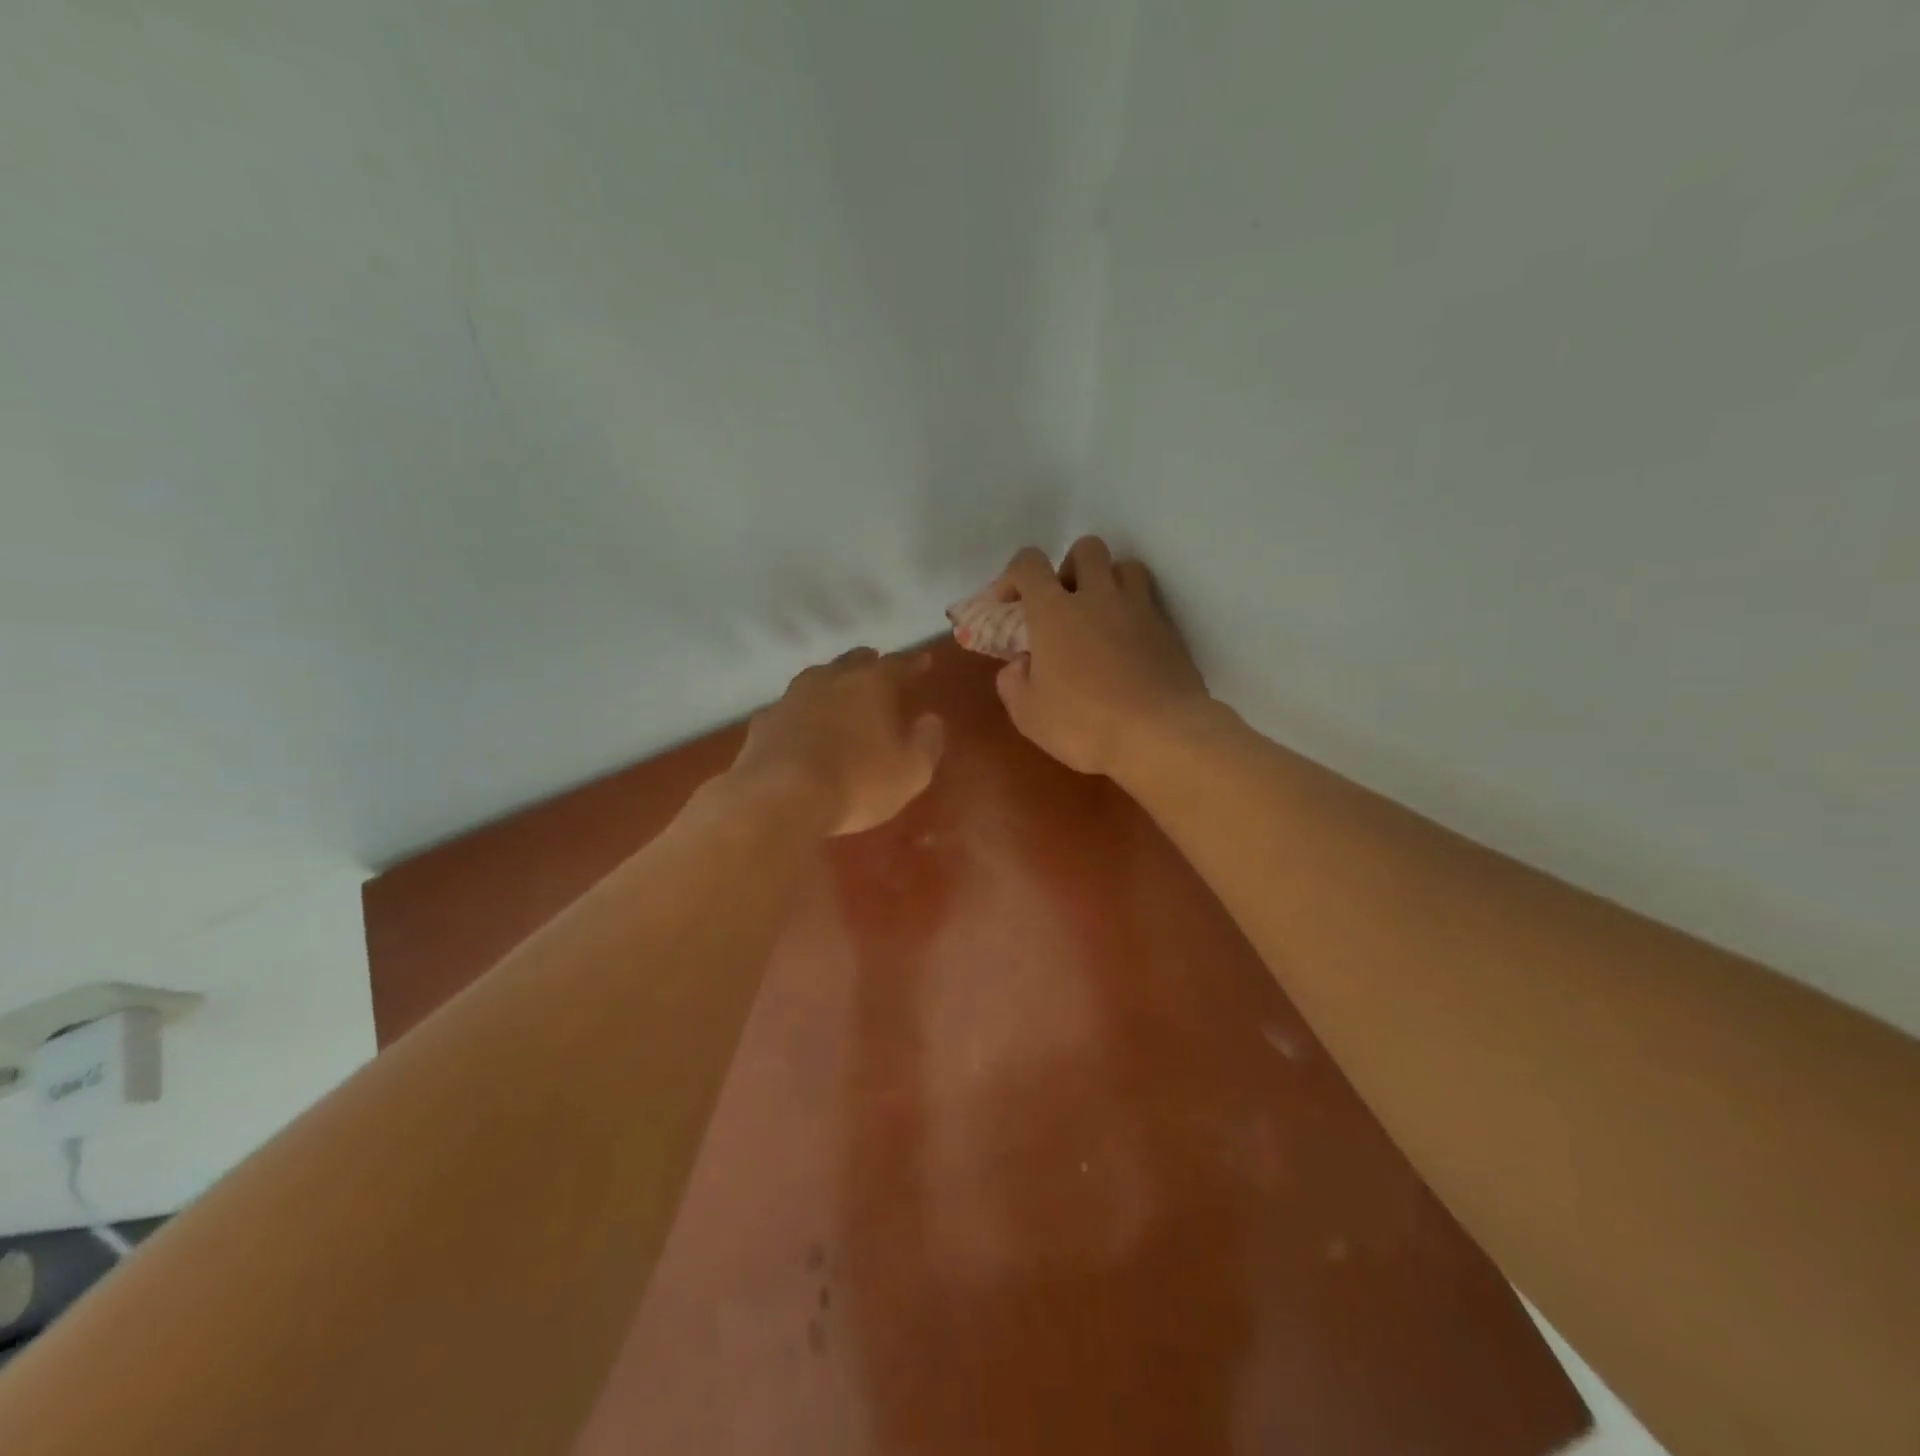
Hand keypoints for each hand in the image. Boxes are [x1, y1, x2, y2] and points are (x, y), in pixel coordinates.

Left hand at [729, 648, 945, 836]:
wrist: (780, 799)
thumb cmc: (857, 783)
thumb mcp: (911, 772)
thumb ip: (927, 742)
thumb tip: (930, 720)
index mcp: (871, 685)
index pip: (897, 664)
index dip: (913, 663)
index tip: (924, 661)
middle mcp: (830, 680)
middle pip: (853, 661)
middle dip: (868, 663)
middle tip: (878, 666)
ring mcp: (791, 698)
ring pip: (816, 678)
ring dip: (831, 682)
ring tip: (838, 691)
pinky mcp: (764, 722)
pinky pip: (788, 709)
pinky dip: (800, 712)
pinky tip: (800, 725)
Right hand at [991, 537, 1209, 777]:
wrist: (1160, 735)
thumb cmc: (1084, 723)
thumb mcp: (1028, 714)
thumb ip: (1013, 682)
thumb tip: (1020, 663)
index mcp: (1054, 611)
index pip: (1029, 564)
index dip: (1013, 575)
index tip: (1008, 603)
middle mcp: (1098, 596)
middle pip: (1086, 549)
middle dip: (1070, 568)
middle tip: (1064, 605)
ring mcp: (1140, 609)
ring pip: (1126, 567)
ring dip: (1109, 582)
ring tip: (1101, 617)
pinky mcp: (1170, 630)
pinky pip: (1150, 603)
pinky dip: (1135, 614)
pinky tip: (1130, 646)